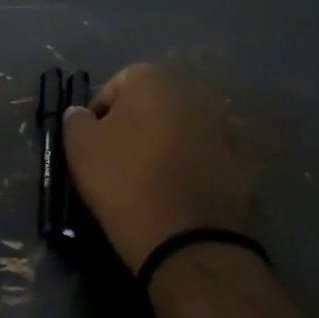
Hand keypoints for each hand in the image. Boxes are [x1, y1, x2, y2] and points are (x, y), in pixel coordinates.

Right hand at [62, 64, 251, 271]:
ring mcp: (224, 123)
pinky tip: (179, 190)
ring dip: (167, 142)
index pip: (115, 87)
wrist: (187, 238)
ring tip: (152, 177)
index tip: (92, 146)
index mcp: (153, 79)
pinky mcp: (242, 158)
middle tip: (119, 160)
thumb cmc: (124, 182)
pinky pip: (207, 153)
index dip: (98, 116)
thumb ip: (76, 120)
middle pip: (153, 103)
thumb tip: (82, 113)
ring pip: (182, 127)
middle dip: (137, 125)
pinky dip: (193, 164)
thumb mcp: (80, 149)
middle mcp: (194, 90)